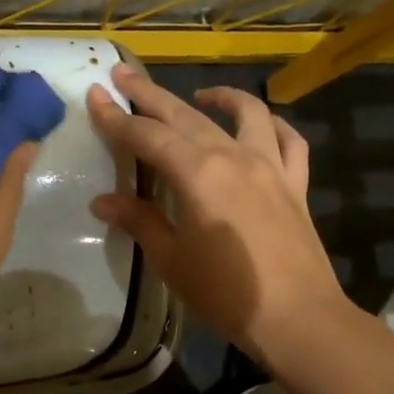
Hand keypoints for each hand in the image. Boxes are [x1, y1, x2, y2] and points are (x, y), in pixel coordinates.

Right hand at [86, 63, 349, 368]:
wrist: (297, 319)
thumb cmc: (225, 294)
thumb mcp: (172, 260)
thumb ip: (140, 222)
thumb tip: (102, 201)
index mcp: (198, 174)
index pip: (147, 136)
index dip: (117, 117)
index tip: (96, 95)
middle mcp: (234, 157)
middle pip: (185, 115)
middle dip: (151, 94)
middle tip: (124, 74)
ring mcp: (270, 166)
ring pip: (245, 114)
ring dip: (219, 96)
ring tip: (198, 93)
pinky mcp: (296, 184)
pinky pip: (289, 141)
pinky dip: (273, 126)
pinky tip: (260, 125)